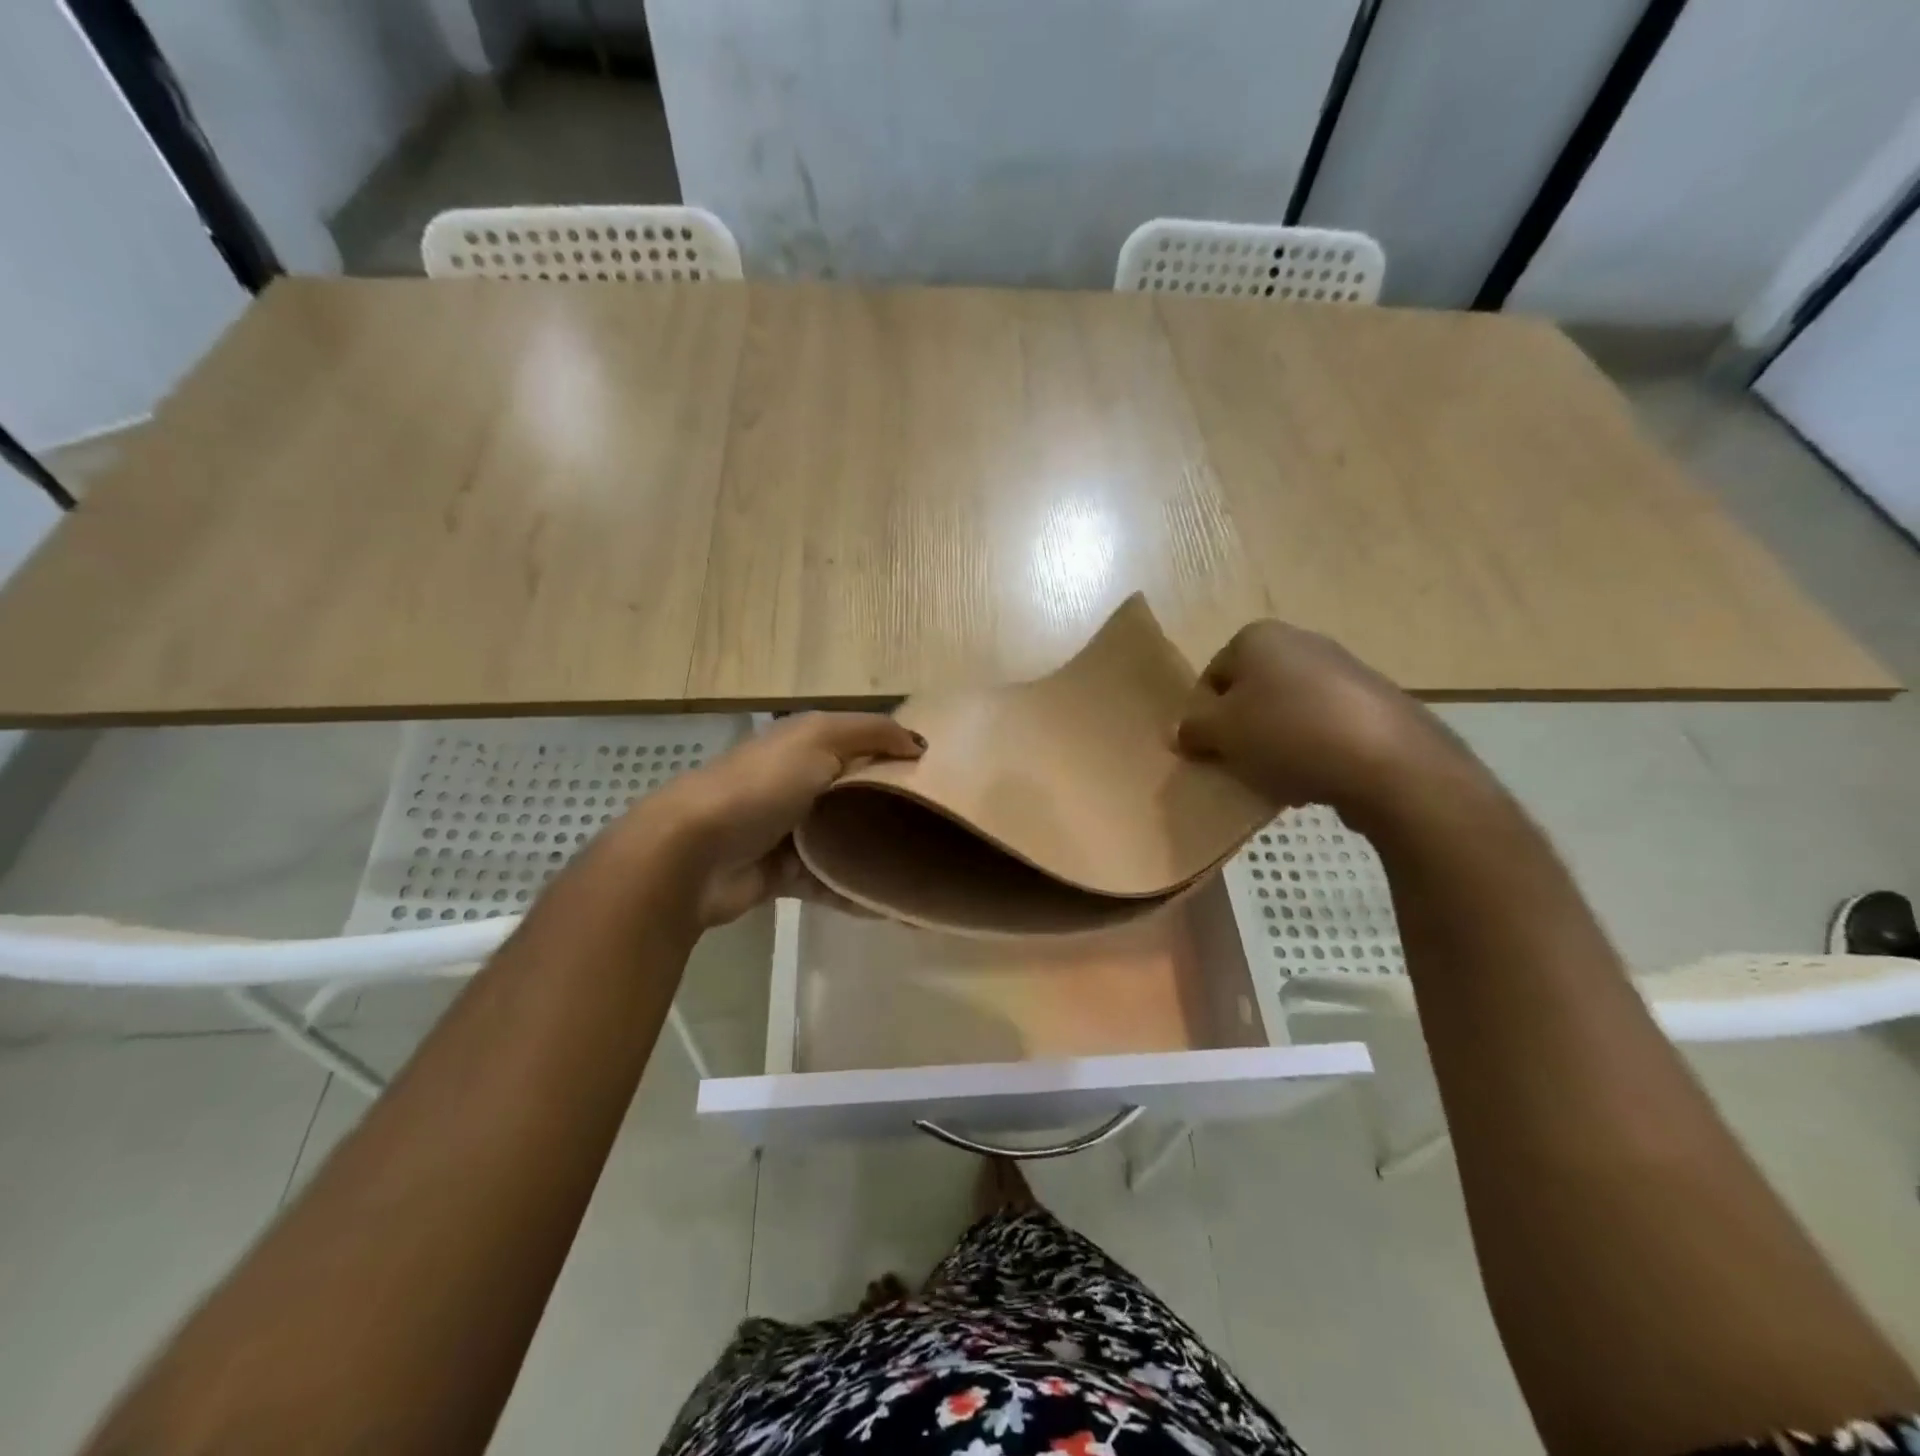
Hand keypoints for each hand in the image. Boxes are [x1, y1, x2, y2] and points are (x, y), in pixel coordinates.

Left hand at [643, 713, 923, 927]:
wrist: (693, 854)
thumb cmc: (761, 786)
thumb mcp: (818, 738)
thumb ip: (872, 733)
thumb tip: (920, 743)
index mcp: (805, 745)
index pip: (863, 744)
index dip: (900, 755)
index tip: (945, 775)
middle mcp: (799, 784)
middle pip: (858, 794)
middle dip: (896, 809)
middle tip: (943, 828)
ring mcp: (789, 832)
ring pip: (846, 842)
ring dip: (879, 856)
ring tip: (924, 873)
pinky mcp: (783, 875)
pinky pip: (830, 883)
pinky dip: (857, 893)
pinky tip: (895, 907)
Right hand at [1177, 621, 1480, 825]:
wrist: (1388, 761)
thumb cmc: (1287, 734)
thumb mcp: (1221, 734)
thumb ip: (1193, 730)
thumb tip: (1180, 731)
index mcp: (1257, 637)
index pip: (1211, 678)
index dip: (1205, 717)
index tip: (1212, 751)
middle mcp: (1300, 641)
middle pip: (1251, 693)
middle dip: (1243, 730)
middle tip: (1241, 766)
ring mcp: (1343, 669)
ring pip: (1288, 712)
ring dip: (1276, 744)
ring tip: (1280, 779)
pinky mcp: (1375, 702)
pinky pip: (1325, 727)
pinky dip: (1313, 750)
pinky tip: (1316, 779)